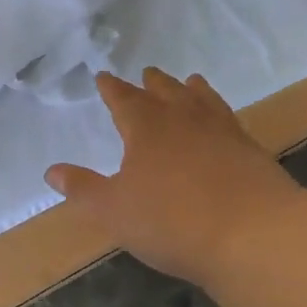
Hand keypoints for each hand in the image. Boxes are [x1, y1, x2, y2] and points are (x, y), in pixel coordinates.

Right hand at [46, 69, 299, 285]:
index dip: (111, 88)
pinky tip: (223, 120)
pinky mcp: (250, 150)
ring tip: (189, 81)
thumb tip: (52, 171)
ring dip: (190, 90)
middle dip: (152, 84)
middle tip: (148, 72)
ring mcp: (221, 131)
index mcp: (146, 127)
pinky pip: (230, 119)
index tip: (104, 76)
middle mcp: (183, 119)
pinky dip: (220, 112)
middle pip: (165, 92)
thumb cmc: (172, 221)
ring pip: (202, 100)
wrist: (255, 234)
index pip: (123, 99)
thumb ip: (83, 189)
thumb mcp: (114, 210)